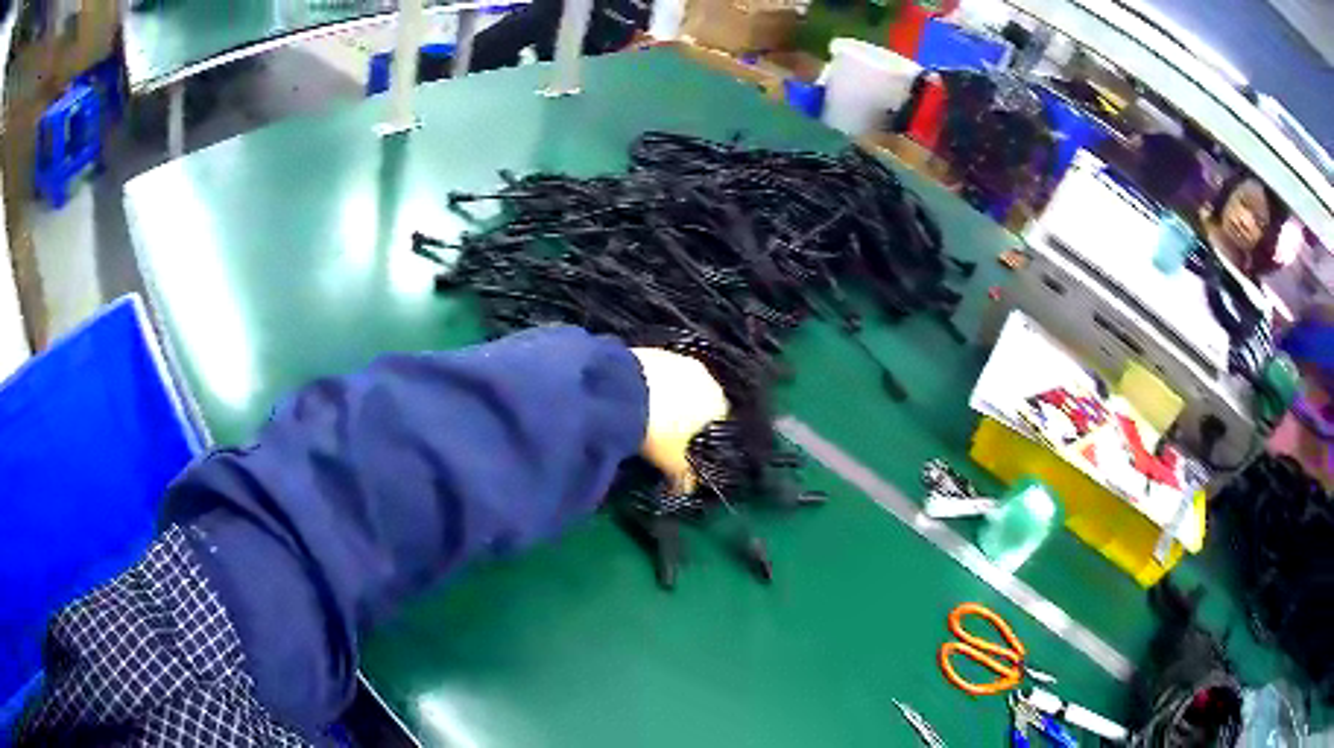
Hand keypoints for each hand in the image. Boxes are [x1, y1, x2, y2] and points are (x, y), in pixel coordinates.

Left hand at [631, 348, 729, 493]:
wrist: (620, 393)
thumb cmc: (658, 431)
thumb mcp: (673, 462)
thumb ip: (685, 477)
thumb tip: (685, 490)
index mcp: (719, 402)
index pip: (718, 422)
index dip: (702, 437)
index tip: (686, 449)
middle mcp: (706, 376)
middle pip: (698, 400)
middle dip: (685, 415)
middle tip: (665, 433)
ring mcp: (678, 359)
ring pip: (677, 384)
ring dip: (667, 398)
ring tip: (647, 415)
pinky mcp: (652, 350)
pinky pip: (656, 373)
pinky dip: (649, 385)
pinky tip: (634, 399)